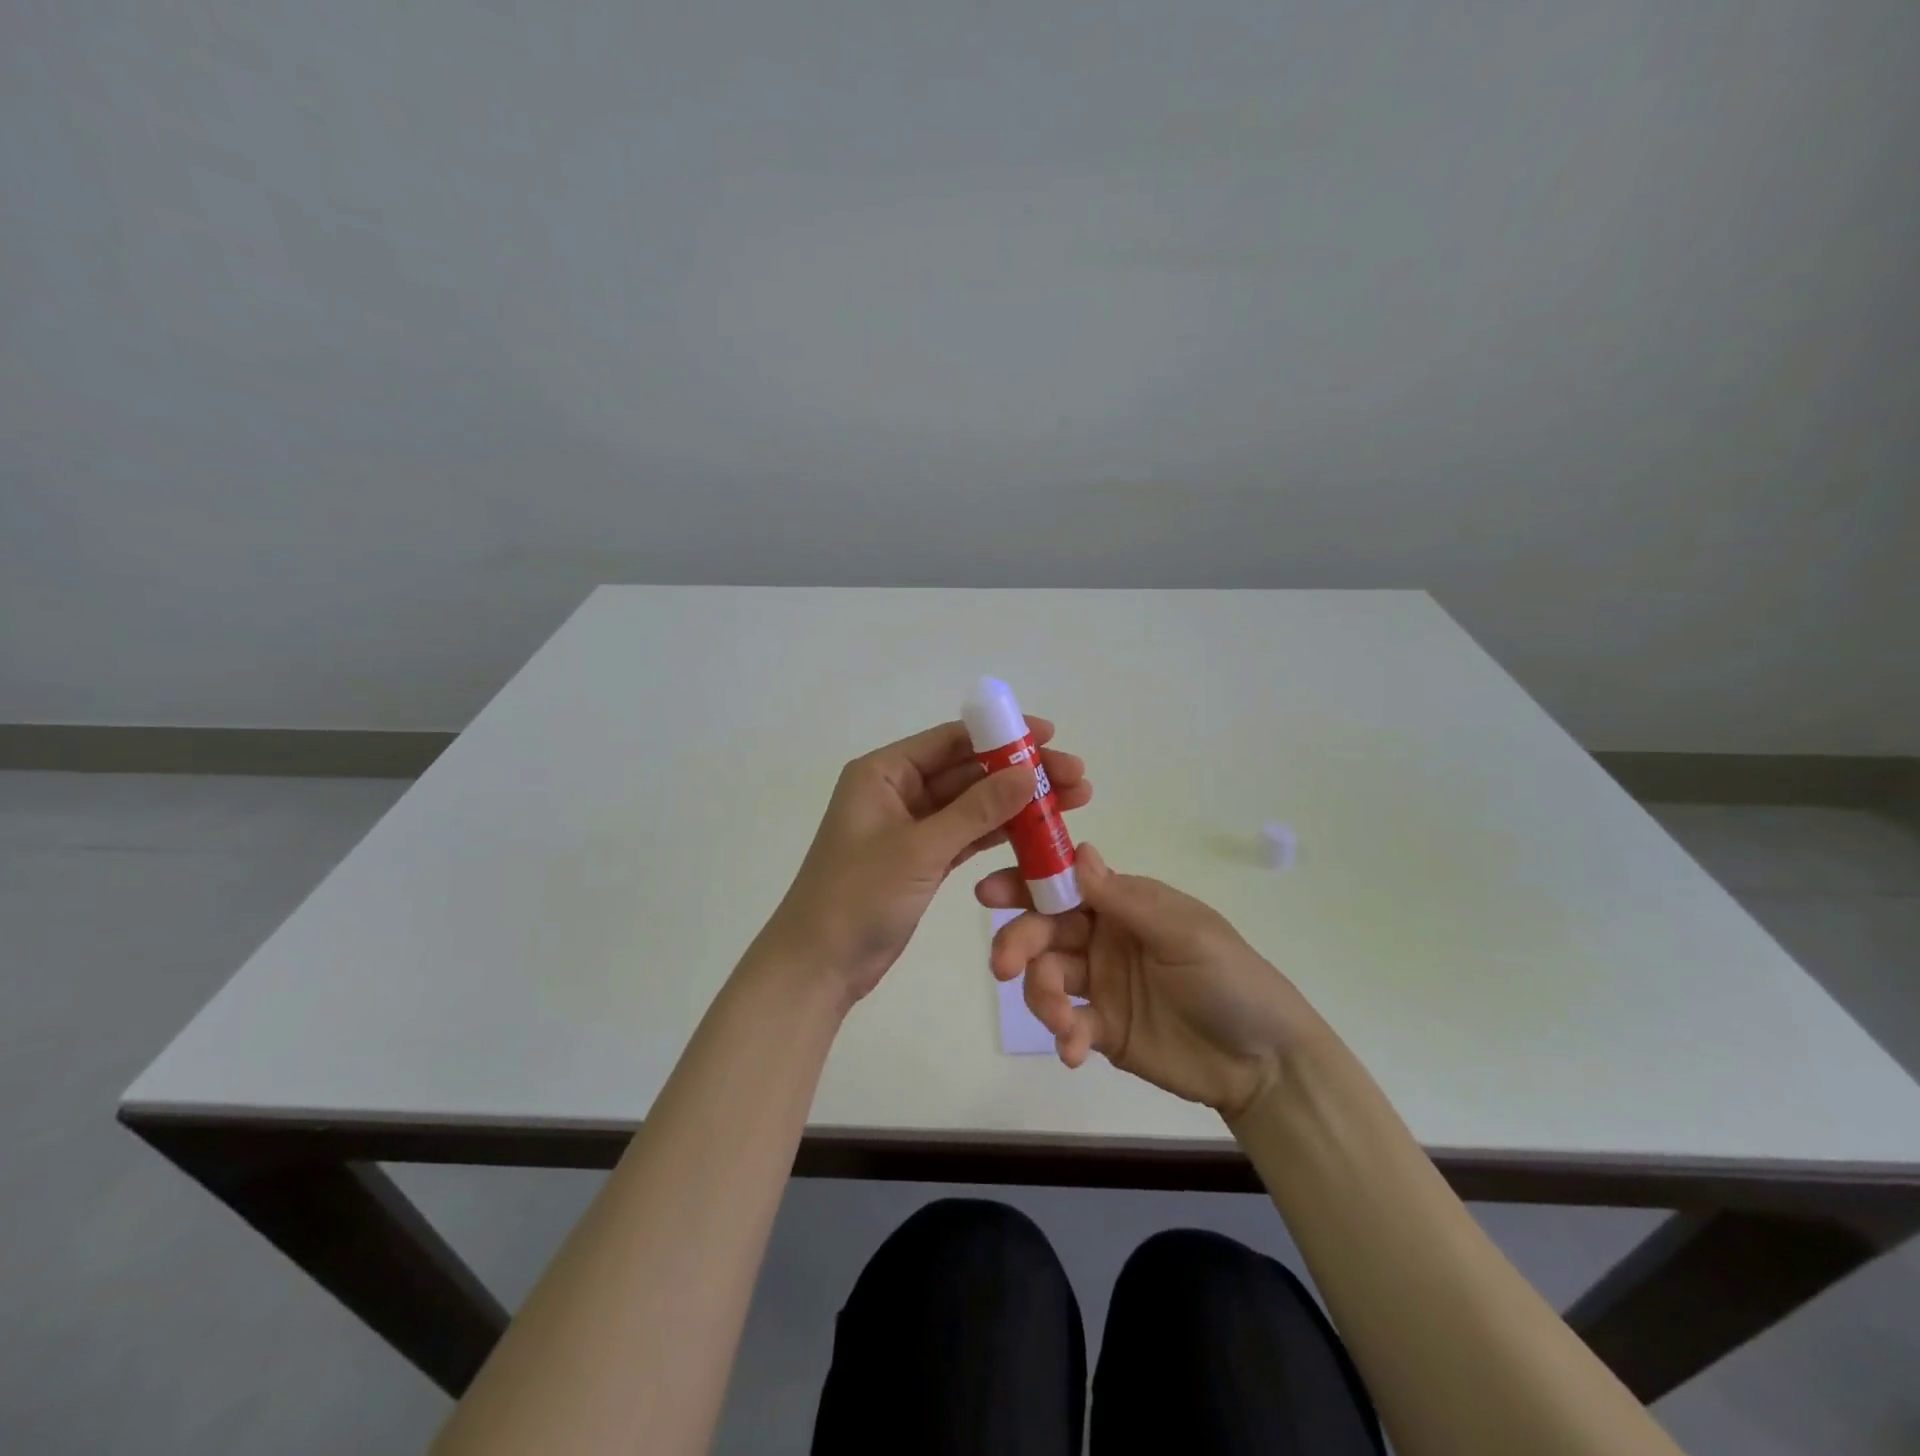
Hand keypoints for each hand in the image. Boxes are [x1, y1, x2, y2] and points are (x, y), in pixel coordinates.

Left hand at [763, 717, 1090, 1006]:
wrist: (818, 965)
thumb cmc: (858, 896)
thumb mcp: (920, 849)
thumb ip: (976, 810)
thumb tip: (1028, 772)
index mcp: (883, 772)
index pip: (951, 740)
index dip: (1003, 735)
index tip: (1051, 736)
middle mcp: (898, 791)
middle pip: (968, 772)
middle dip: (1020, 773)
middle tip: (1076, 777)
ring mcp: (912, 827)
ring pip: (973, 805)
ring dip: (1017, 804)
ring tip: (1072, 802)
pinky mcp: (923, 860)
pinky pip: (968, 836)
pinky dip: (1000, 834)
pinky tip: (1039, 832)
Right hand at [977, 844, 1312, 1119]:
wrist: (1265, 1062)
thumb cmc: (1230, 979)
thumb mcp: (1184, 933)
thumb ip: (1125, 900)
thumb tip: (1078, 852)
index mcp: (1123, 904)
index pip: (1064, 884)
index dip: (1024, 884)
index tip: (989, 893)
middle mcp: (1104, 938)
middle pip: (1045, 931)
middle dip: (1020, 943)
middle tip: (1005, 966)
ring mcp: (1101, 985)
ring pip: (1048, 977)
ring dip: (1042, 995)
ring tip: (1063, 1020)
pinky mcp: (1103, 1030)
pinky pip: (1068, 1025)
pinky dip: (1063, 1036)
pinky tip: (1074, 1051)